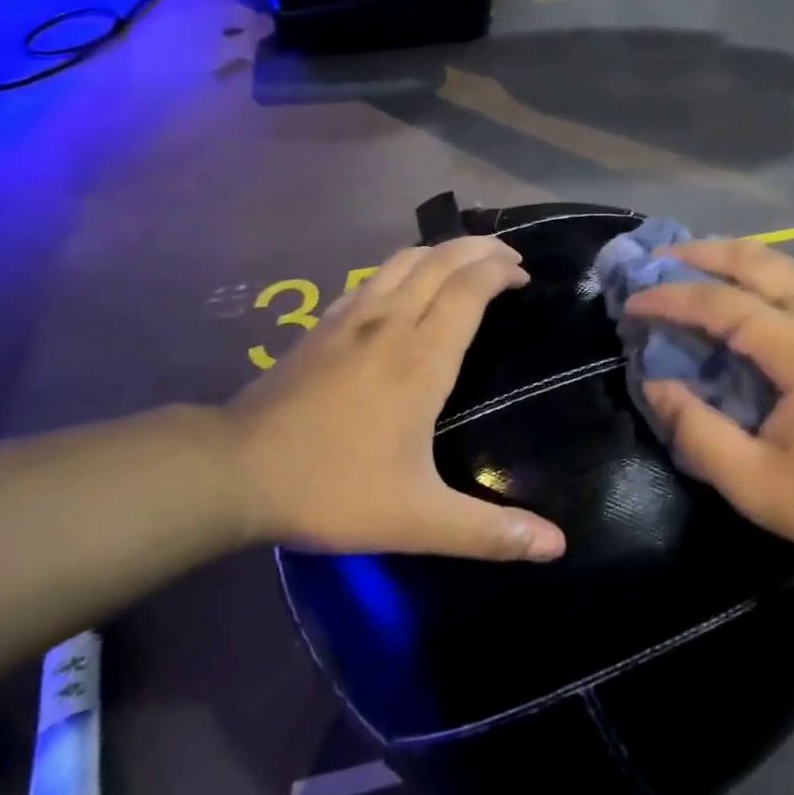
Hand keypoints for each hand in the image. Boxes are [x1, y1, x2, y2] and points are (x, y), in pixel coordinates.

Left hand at [217, 239, 566, 562]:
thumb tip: (558, 545)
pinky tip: (404, 285)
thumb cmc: (333, 487)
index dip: (500, 272)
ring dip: (443, 251)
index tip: (524, 275)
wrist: (236, 470)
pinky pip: (374, 276)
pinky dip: (404, 266)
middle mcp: (392, 322)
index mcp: (422, 357)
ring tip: (466, 262)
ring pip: (405, 259)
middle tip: (508, 258)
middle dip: (480, 249)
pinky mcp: (324, 324)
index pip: (469, 288)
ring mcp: (352, 317)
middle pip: (442, 260)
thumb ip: (489, 532)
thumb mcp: (418, 520)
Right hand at [625, 241, 793, 635]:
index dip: (669, 298)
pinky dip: (758, 275)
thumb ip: (696, 431)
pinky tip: (739, 296)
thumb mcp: (756, 483)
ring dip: (730, 258)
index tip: (630, 302)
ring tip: (687, 268)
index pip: (721, 303)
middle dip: (698, 253)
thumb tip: (655, 382)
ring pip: (781, 262)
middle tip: (653, 261)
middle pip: (755, 258)